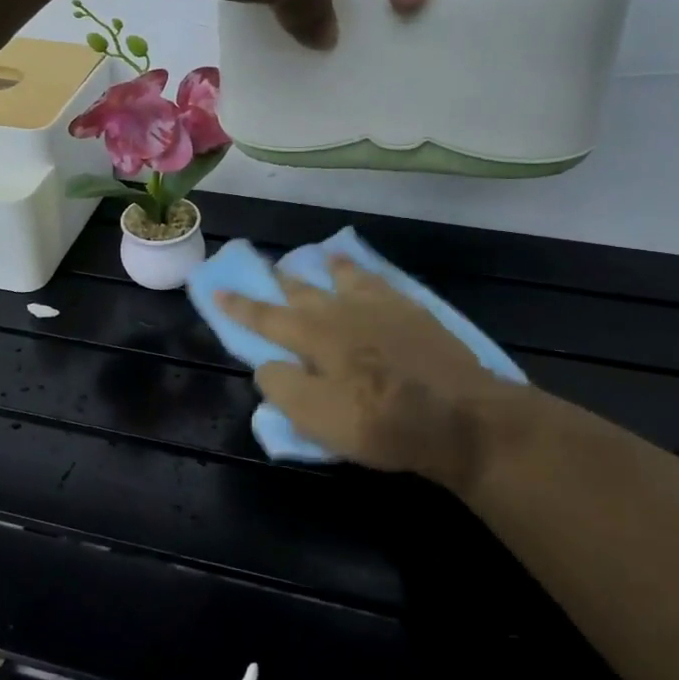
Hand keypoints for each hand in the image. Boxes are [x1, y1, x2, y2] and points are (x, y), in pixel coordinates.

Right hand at [216, 254, 517, 489]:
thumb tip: (266, 364)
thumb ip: (283, 387)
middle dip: (282, 281)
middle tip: (268, 267)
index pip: (266, 317)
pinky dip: (369, 275)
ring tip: (323, 257)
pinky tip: (371, 276)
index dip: (239, 306)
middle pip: (305, 290)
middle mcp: (344, 311)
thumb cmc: (381, 422)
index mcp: (316, 335)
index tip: (217, 290)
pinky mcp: (416, 314)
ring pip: (347, 278)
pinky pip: (384, 284)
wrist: (461, 417)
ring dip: (330, 268)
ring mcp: (384, 308)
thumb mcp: (317, 417)